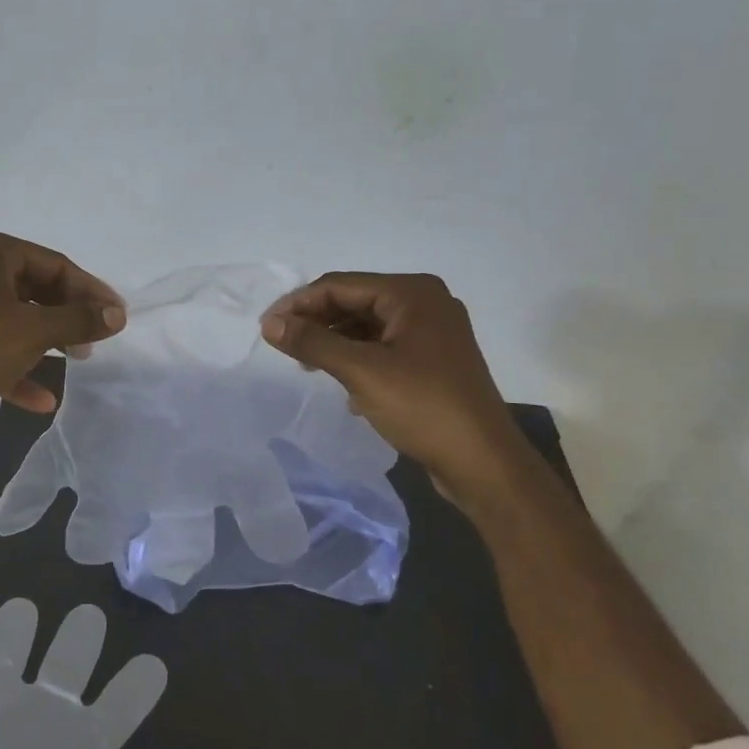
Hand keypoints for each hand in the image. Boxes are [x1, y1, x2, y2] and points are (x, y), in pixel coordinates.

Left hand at [0, 229, 125, 424]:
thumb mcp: (35, 331)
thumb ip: (80, 320)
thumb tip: (117, 315)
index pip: (53, 264)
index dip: (90, 290)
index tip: (116, 315)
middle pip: (36, 289)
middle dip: (68, 316)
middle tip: (95, 339)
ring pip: (17, 318)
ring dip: (48, 341)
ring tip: (78, 360)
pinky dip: (19, 366)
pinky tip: (44, 399)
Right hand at [0, 598, 183, 748]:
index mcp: (80, 744)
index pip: (116, 708)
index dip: (135, 688)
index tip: (154, 666)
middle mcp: (43, 716)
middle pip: (64, 664)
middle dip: (77, 640)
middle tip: (89, 618)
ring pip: (5, 655)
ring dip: (11, 634)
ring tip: (23, 611)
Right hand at [260, 273, 528, 503]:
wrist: (482, 462)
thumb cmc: (423, 407)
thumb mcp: (361, 371)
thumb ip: (312, 342)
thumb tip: (269, 323)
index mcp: (412, 293)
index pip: (340, 285)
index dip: (299, 303)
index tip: (266, 328)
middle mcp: (425, 303)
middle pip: (353, 301)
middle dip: (316, 321)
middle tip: (282, 346)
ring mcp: (432, 333)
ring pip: (366, 326)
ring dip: (333, 341)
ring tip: (306, 365)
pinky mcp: (432, 361)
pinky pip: (382, 347)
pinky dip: (356, 358)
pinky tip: (342, 384)